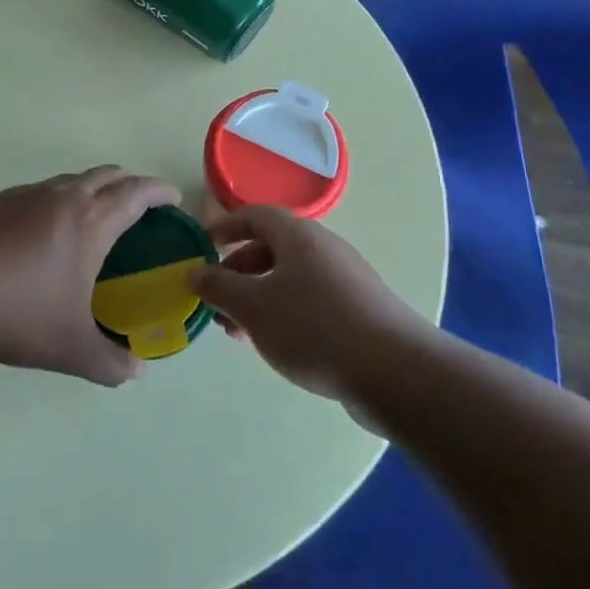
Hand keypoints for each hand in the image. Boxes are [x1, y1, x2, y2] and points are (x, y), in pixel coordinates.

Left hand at [0, 168, 179, 385]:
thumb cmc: (20, 317)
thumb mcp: (73, 350)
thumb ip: (112, 363)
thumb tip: (137, 372)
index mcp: (91, 222)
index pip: (136, 193)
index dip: (159, 191)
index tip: (172, 198)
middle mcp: (63, 198)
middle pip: (107, 175)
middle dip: (129, 182)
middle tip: (139, 204)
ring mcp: (27, 195)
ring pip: (71, 179)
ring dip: (92, 188)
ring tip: (94, 214)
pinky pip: (40, 190)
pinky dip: (57, 198)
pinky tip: (45, 227)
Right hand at [193, 206, 420, 399]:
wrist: (395, 372)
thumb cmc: (314, 328)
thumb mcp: (253, 307)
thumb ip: (218, 287)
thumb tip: (194, 271)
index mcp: (298, 237)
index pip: (256, 215)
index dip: (226, 226)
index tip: (203, 246)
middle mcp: (323, 249)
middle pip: (272, 248)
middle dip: (238, 272)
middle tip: (216, 301)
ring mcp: (345, 281)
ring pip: (290, 279)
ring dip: (258, 298)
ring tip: (238, 332)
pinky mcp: (359, 312)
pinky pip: (310, 302)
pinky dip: (284, 314)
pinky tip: (276, 345)